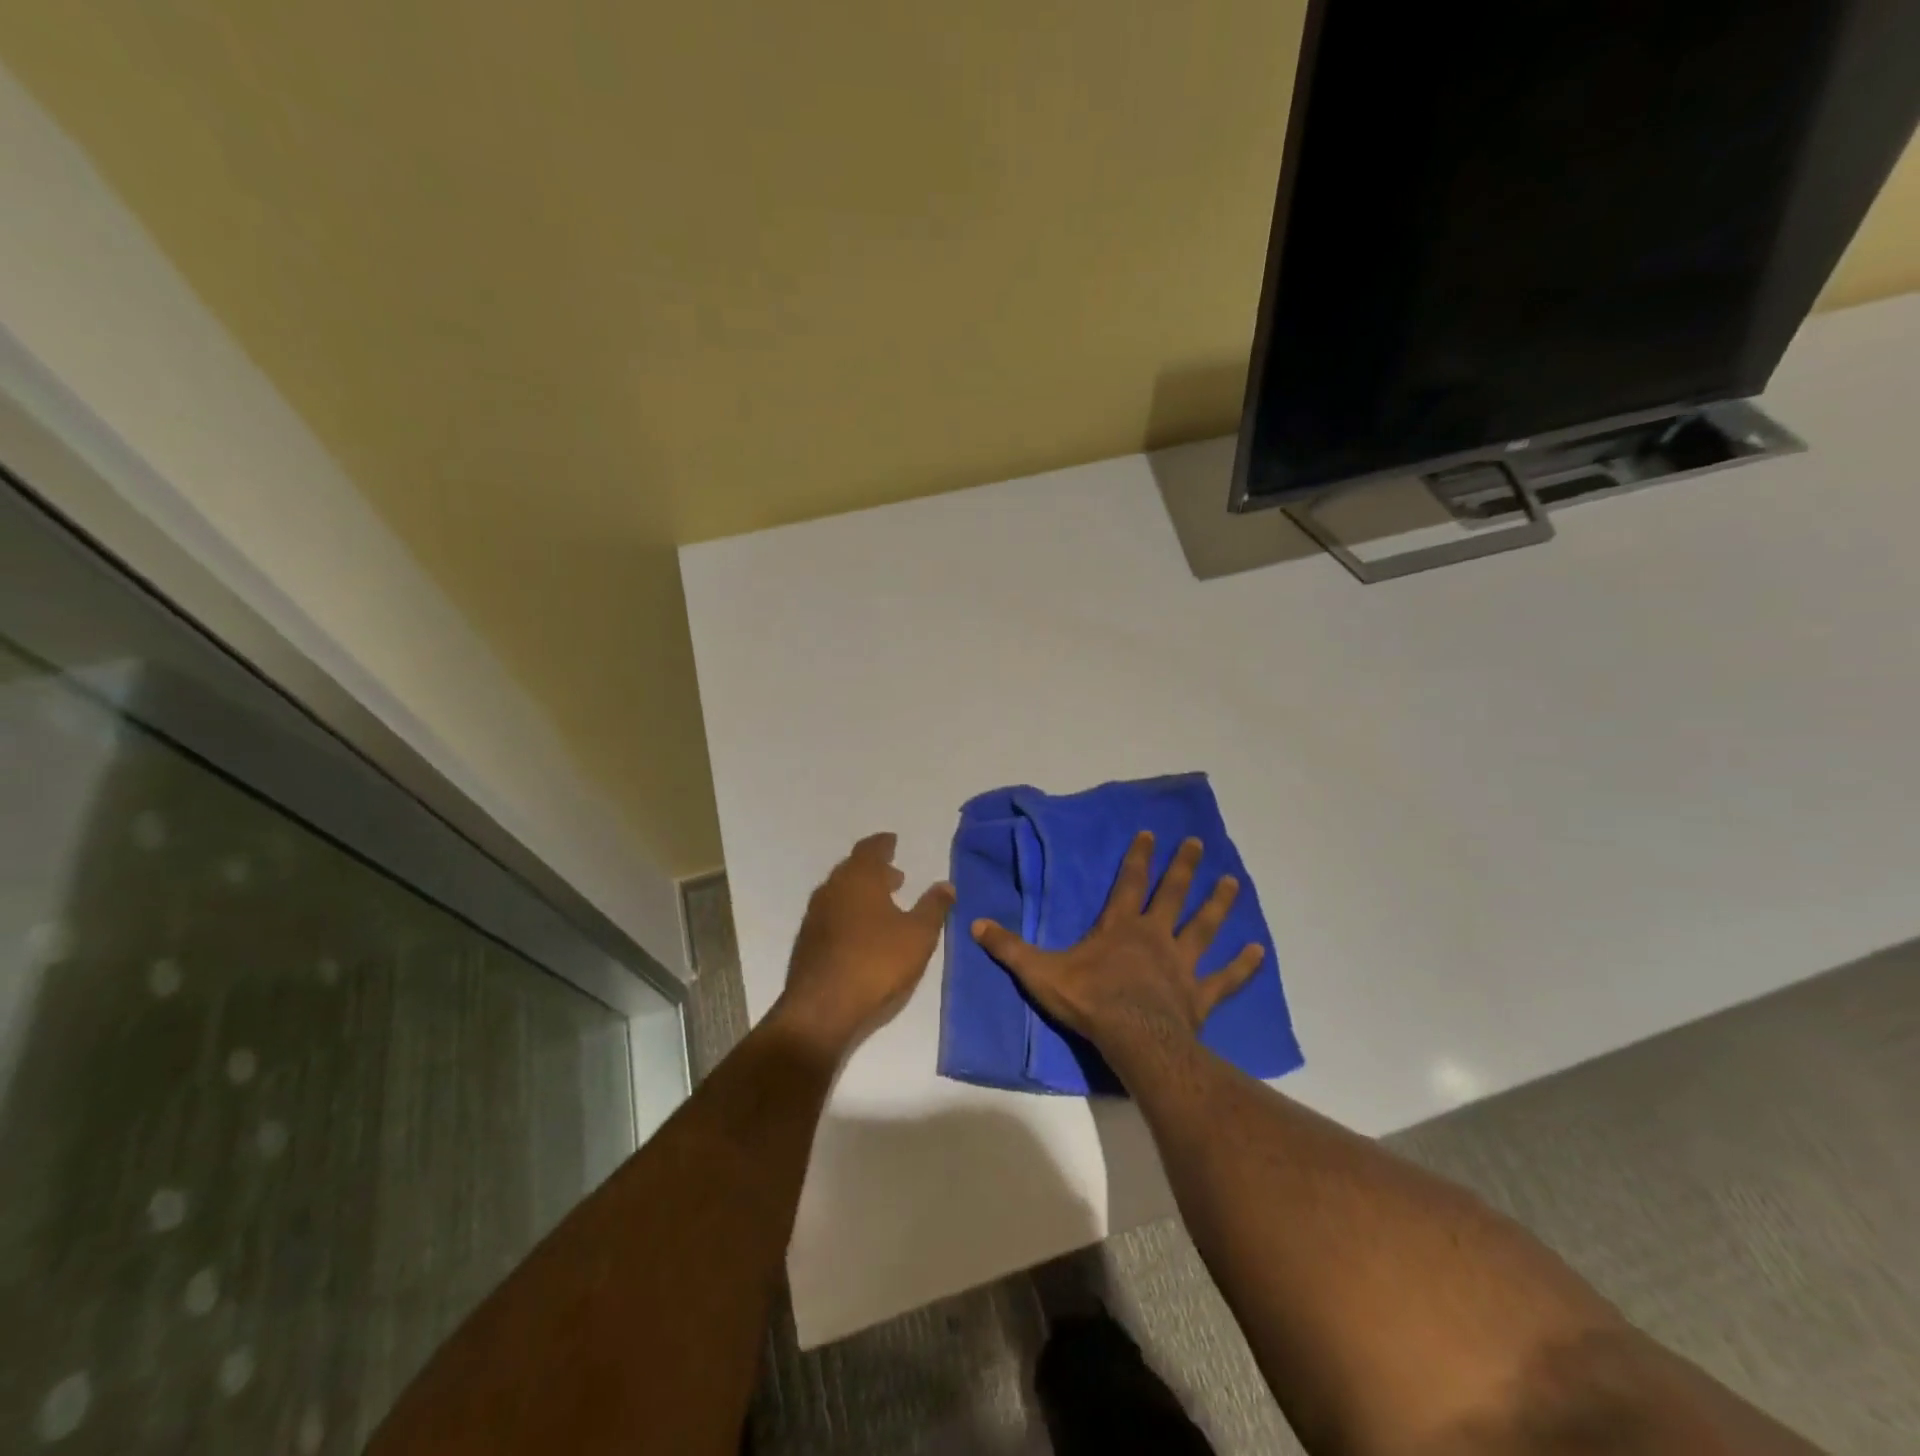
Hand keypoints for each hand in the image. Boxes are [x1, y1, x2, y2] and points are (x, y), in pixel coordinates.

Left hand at [772, 832, 954, 1064]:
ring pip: (840, 892)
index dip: (883, 844)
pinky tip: (861, 932)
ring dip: (861, 892)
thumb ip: (934, 907)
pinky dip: (848, 912)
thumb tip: (946, 885)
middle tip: (894, 876)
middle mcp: (832, 888)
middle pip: (853, 869)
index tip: (893, 842)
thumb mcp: (918, 935)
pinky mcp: (807, 941)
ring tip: (882, 904)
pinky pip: (831, 914)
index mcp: (859, 878)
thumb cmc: (876, 962)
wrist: (822, 1008)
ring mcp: (815, 915)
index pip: (870, 849)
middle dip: (874, 869)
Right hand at [971, 831, 1263, 1056]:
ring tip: (1233, 882)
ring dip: (1218, 904)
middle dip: (1184, 867)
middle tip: (1198, 844)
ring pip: (1204, 927)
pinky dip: (1242, 965)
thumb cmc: (1089, 1001)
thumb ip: (1010, 948)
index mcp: (1120, 927)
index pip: (1129, 882)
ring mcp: (1182, 964)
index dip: (1138, 857)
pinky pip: (1224, 978)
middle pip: (1172, 894)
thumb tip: (974, 924)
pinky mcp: (1199, 995)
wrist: (1133, 1039)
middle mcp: (1155, 936)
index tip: (1150, 833)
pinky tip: (1258, 951)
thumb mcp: (1040, 972)